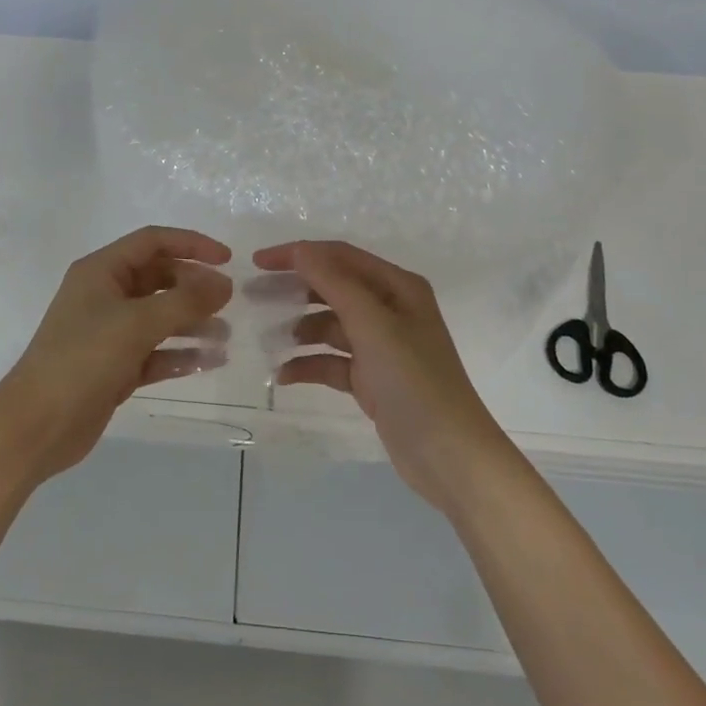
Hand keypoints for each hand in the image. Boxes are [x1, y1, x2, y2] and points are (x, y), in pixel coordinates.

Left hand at [0, 226, 233, 478]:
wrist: (37, 425)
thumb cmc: (83, 359)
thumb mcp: (137, 323)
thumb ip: (185, 301)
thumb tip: (225, 284)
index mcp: (101, 271)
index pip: (152, 242)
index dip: (192, 244)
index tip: (227, 259)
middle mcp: (105, 295)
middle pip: (158, 278)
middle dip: (194, 287)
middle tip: (229, 302)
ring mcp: (109, 332)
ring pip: (159, 317)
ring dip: (192, 322)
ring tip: (225, 335)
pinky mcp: (115, 367)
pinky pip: (155, 352)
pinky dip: (180, 355)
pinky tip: (209, 361)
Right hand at [255, 240, 516, 513]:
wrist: (449, 455)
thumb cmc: (413, 379)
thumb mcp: (372, 323)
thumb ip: (333, 282)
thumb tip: (300, 250)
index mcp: (397, 287)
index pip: (339, 256)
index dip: (299, 254)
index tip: (258, 262)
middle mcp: (390, 309)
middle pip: (333, 287)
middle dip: (295, 290)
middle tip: (255, 297)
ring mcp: (381, 346)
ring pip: (330, 325)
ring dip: (300, 330)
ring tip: (268, 340)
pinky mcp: (372, 379)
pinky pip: (332, 362)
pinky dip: (309, 364)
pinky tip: (283, 375)